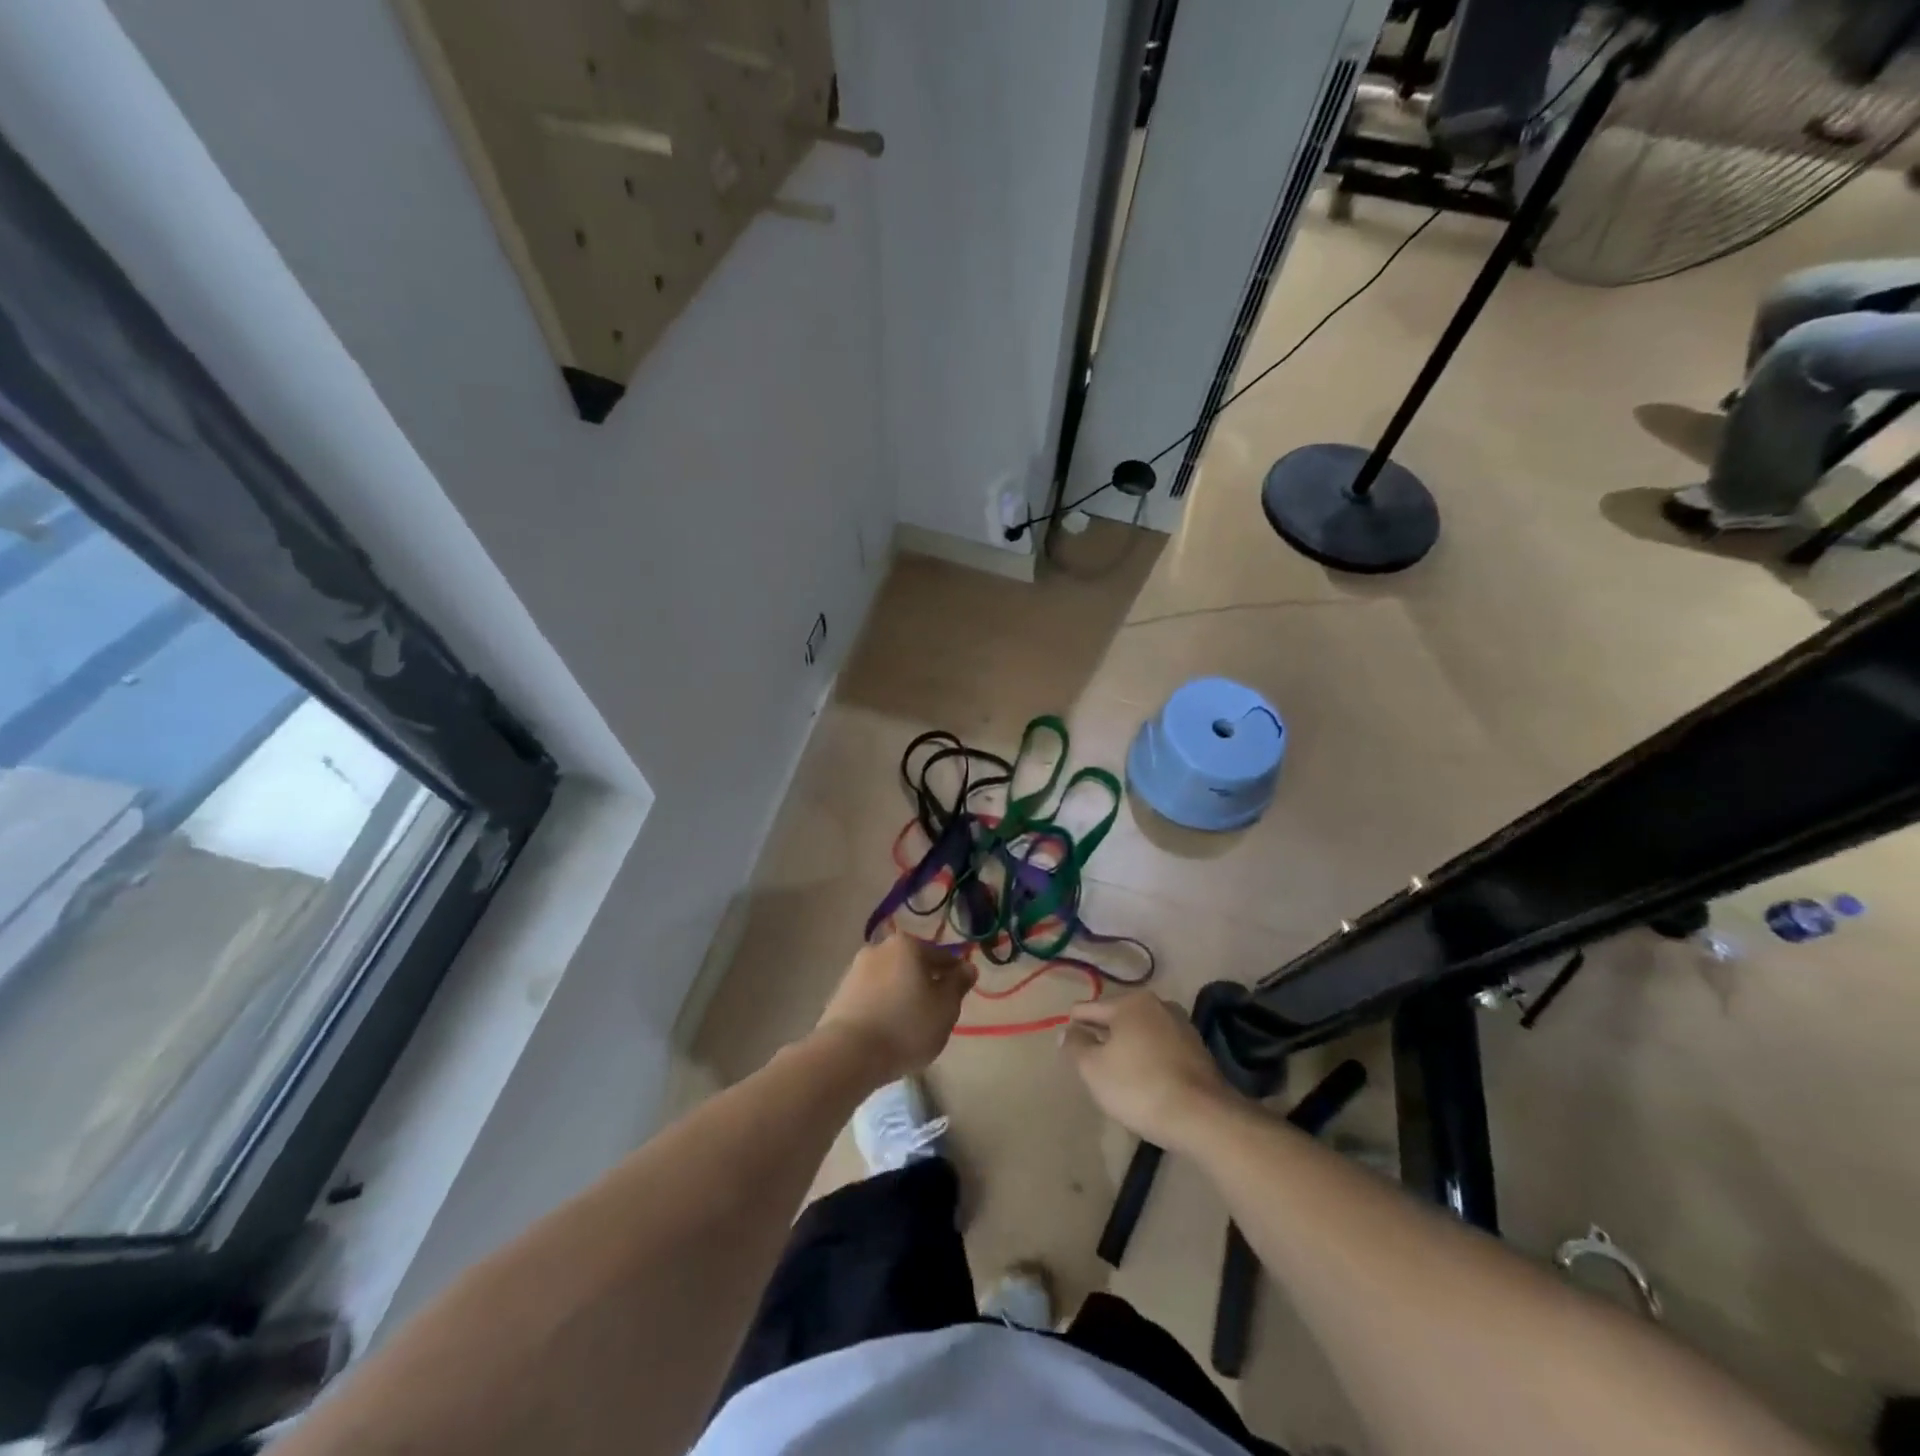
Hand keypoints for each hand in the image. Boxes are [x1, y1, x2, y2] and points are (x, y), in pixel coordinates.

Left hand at [815, 933, 975, 1082]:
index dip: (955, 973)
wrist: (848, 1054)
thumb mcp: (945, 1008)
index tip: (961, 992)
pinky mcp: (839, 994)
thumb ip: (958, 984)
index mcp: (907, 945)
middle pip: (912, 964)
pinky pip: (871, 996)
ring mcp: (855, 970)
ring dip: (901, 993)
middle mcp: (879, 949)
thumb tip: (968, 967)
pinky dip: (882, 1006)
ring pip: (890, 979)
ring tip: (910, 1024)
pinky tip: (887, 1028)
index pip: (941, 955)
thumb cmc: (906, 1027)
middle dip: (925, 982)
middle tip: (936, 1010)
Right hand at [1063, 993, 1233, 1148]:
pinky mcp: (1198, 1050)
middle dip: (1103, 1035)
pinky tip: (1145, 1080)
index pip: (1089, 1008)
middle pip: (1118, 1018)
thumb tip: (1067, 1031)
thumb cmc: (1139, 1087)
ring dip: (1128, 1046)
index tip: (1067, 1043)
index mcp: (1130, 1002)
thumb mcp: (1094, 1069)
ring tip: (1117, 1072)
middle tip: (1090, 1060)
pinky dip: (1149, 1058)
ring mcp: (1182, 1026)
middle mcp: (1157, 1004)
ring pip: (1141, 1032)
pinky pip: (1161, 1047)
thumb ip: (1076, 1046)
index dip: (1074, 1025)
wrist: (1203, 1117)